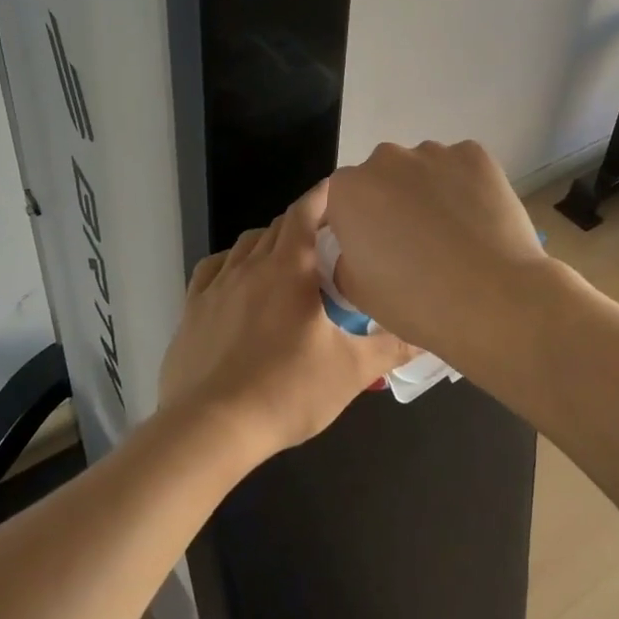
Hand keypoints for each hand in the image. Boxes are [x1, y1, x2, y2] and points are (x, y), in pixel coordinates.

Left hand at [159, 180, 417, 459]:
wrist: (210, 429)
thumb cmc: (286, 391)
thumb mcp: (350, 371)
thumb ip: (390, 348)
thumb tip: (427, 336)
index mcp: (288, 269)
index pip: (305, 212)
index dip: (324, 195)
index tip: (342, 189)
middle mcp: (249, 266)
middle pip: (278, 226)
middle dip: (304, 222)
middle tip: (328, 237)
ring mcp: (216, 287)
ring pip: (245, 244)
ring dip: (269, 241)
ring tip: (288, 260)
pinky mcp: (192, 310)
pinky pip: (213, 269)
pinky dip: (232, 263)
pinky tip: (239, 281)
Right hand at [325, 140, 556, 365]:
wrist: (493, 300)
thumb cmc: (416, 301)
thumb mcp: (357, 292)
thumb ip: (345, 259)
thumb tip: (359, 249)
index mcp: (349, 190)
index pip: (345, 199)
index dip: (360, 225)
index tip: (378, 251)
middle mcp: (386, 159)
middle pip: (384, 177)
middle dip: (394, 202)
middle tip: (416, 244)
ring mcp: (434, 153)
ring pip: (424, 169)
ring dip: (430, 192)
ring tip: (454, 235)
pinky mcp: (476, 155)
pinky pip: (462, 167)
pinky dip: (466, 186)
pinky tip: (478, 221)